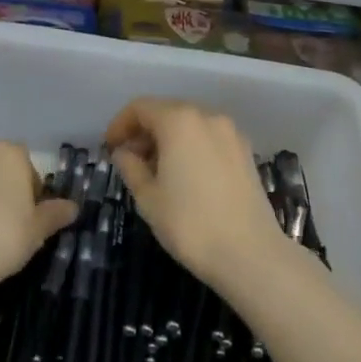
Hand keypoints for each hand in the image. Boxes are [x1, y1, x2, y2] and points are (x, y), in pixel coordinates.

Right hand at [105, 99, 283, 287]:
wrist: (250, 253)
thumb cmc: (190, 224)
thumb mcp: (148, 197)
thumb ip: (130, 167)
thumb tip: (124, 152)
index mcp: (179, 121)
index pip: (141, 107)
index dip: (120, 124)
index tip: (110, 148)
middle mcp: (207, 116)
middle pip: (167, 111)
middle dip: (144, 131)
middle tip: (130, 160)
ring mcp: (231, 132)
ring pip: (190, 123)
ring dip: (168, 138)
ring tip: (156, 171)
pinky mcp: (245, 150)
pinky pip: (209, 136)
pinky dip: (191, 145)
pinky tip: (185, 175)